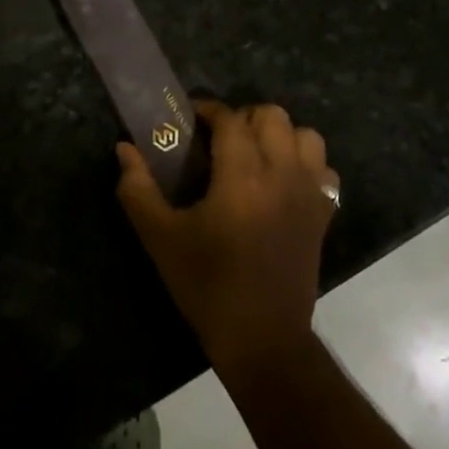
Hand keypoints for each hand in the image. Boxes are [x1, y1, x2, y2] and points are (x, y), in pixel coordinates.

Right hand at [116, 101, 338, 381]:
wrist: (261, 339)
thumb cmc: (207, 286)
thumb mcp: (161, 239)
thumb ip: (138, 189)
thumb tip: (124, 148)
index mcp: (242, 176)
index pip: (230, 119)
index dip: (208, 110)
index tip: (190, 118)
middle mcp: (282, 173)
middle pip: (272, 115)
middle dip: (244, 117)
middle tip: (220, 138)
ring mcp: (309, 193)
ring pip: (305, 135)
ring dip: (279, 135)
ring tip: (255, 154)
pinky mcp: (324, 213)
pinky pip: (324, 168)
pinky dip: (306, 163)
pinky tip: (283, 180)